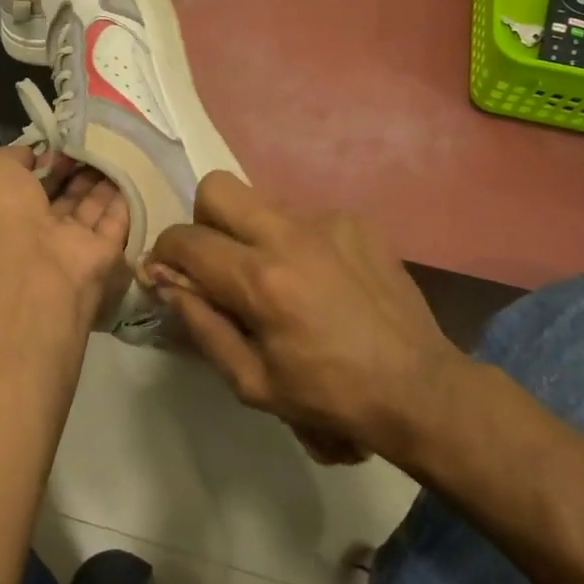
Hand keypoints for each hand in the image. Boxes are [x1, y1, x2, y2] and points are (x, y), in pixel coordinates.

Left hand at [0, 145, 130, 329]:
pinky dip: (126, 200)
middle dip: (78, 168)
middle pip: (63, 194)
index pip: (28, 182)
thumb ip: (12, 156)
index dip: (46, 160)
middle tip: (96, 140)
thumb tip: (38, 156)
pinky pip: (116, 222)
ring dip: (103, 180)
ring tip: (117, 147)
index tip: (64, 140)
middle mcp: (37, 230)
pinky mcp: (103, 254)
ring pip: (90, 206)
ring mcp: (70, 244)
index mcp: (4, 211)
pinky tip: (136, 170)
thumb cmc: (3, 210)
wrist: (32, 263)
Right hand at [146, 173, 468, 465]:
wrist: (419, 387)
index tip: (166, 271)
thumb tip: (164, 282)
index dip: (164, 252)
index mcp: (260, 281)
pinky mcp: (355, 221)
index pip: (186, 240)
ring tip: (274, 275)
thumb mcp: (252, 381)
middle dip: (203, 220)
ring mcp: (326, 222)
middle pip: (217, 188)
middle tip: (218, 261)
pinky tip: (318, 277)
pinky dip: (294, 240)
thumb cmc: (330, 396)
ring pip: (260, 200)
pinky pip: (303, 215)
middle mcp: (289, 236)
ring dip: (250, 231)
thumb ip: (201, 324)